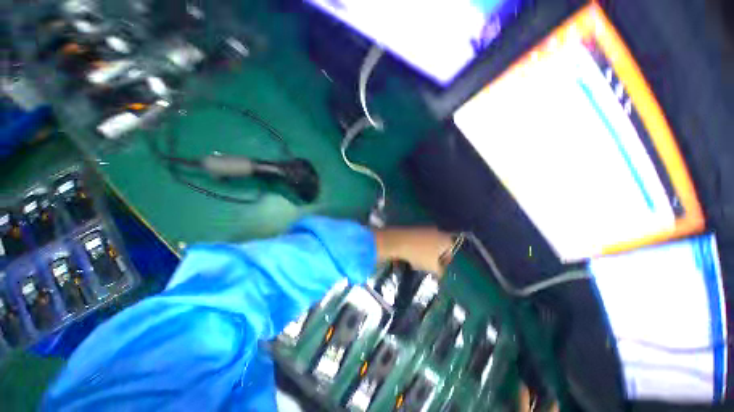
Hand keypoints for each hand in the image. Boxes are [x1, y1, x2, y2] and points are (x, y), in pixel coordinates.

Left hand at [373, 227, 454, 274]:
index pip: (450, 252)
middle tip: (427, 267)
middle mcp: (437, 231)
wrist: (399, 240)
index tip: (438, 270)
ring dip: (423, 253)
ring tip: (416, 262)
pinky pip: (417, 240)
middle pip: (438, 247)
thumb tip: (439, 273)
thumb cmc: (419, 255)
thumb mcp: (432, 268)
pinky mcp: (413, 228)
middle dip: (433, 257)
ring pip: (427, 243)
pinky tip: (409, 255)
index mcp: (445, 239)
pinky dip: (415, 247)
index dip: (444, 263)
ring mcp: (424, 228)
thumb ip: (439, 272)